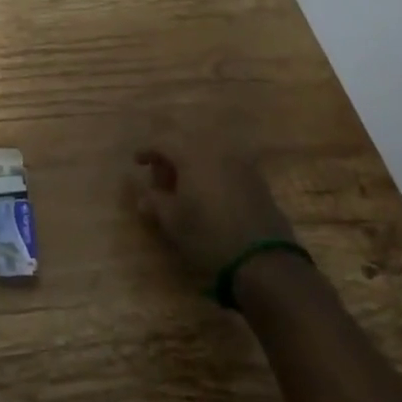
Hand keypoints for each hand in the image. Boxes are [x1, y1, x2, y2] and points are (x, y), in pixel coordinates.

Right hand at [131, 126, 295, 281]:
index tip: (137, 162)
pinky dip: (212, 173)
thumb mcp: (172, 221)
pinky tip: (209, 195)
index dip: (147, 150)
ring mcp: (240, 163)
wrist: (264, 259)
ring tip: (184, 188)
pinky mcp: (257, 180)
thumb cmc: (208, 235)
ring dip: (192, 165)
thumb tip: (143, 194)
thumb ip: (154, 201)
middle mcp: (216, 150)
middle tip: (161, 179)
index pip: (163, 142)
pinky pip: (226, 166)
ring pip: (208, 154)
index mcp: (191, 154)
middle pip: (186, 144)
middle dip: (170, 158)